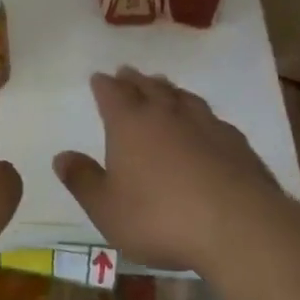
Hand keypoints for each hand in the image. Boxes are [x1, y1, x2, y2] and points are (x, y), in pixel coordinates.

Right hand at [55, 68, 291, 274]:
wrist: (238, 227)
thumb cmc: (160, 218)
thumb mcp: (107, 208)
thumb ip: (83, 180)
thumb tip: (60, 156)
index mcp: (130, 124)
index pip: (112, 94)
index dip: (104, 85)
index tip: (99, 77)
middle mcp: (167, 114)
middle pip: (148, 88)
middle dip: (135, 80)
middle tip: (128, 72)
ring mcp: (206, 125)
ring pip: (183, 97)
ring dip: (169, 89)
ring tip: (164, 86)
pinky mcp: (236, 143)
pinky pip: (212, 118)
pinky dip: (200, 114)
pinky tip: (205, 123)